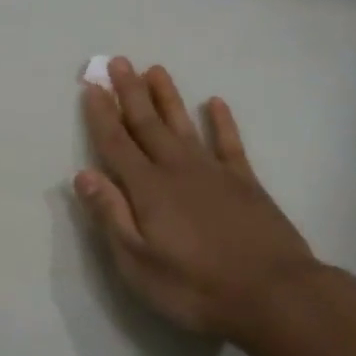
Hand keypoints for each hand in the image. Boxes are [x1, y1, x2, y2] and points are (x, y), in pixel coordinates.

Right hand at [74, 59, 331, 343]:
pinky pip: (229, 142)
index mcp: (148, 189)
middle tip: (117, 62)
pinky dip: (222, 121)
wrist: (273, 293)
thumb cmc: (196, 287)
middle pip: (147, 124)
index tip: (92, 86)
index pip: (116, 144)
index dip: (101, 115)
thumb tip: (83, 175)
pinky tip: (215, 103)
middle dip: (129, 93)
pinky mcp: (245, 181)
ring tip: (155, 70)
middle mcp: (177, 169)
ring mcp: (214, 171)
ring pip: (183, 124)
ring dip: (167, 97)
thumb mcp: (139, 264)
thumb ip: (111, 216)